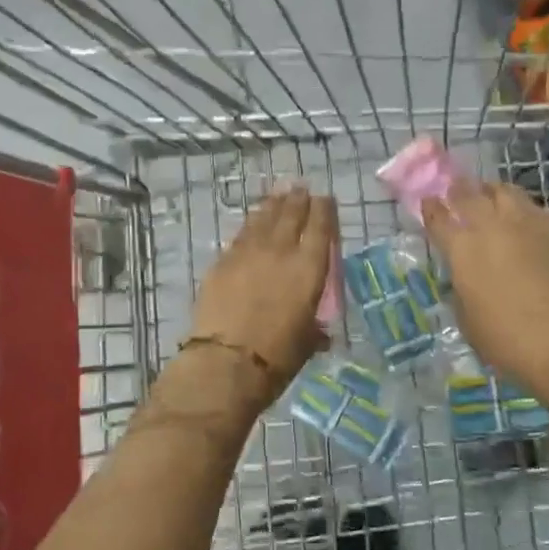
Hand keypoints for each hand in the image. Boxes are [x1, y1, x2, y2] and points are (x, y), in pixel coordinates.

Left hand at [188, 186, 337, 381]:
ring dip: (272, 204)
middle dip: (298, 199)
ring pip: (263, 218)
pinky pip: (240, 235)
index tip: (325, 198)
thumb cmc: (276, 357)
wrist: (226, 361)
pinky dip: (250, 225)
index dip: (324, 209)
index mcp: (309, 269)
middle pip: (291, 214)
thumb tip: (319, 332)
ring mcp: (248, 253)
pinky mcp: (222, 262)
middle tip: (300, 188)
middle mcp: (281, 252)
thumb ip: (314, 330)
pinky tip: (252, 223)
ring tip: (278, 194)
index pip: (320, 227)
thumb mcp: (306, 343)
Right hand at [421, 183, 548, 391]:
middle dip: (458, 189)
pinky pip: (532, 207)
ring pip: (504, 191)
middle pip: (469, 194)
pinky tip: (519, 215)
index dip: (431, 207)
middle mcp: (490, 228)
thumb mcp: (466, 317)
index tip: (428, 202)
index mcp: (462, 249)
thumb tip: (463, 273)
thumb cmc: (504, 339)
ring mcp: (523, 226)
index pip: (439, 217)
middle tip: (454, 190)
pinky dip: (521, 205)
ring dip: (491, 190)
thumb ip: (460, 286)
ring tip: (488, 194)